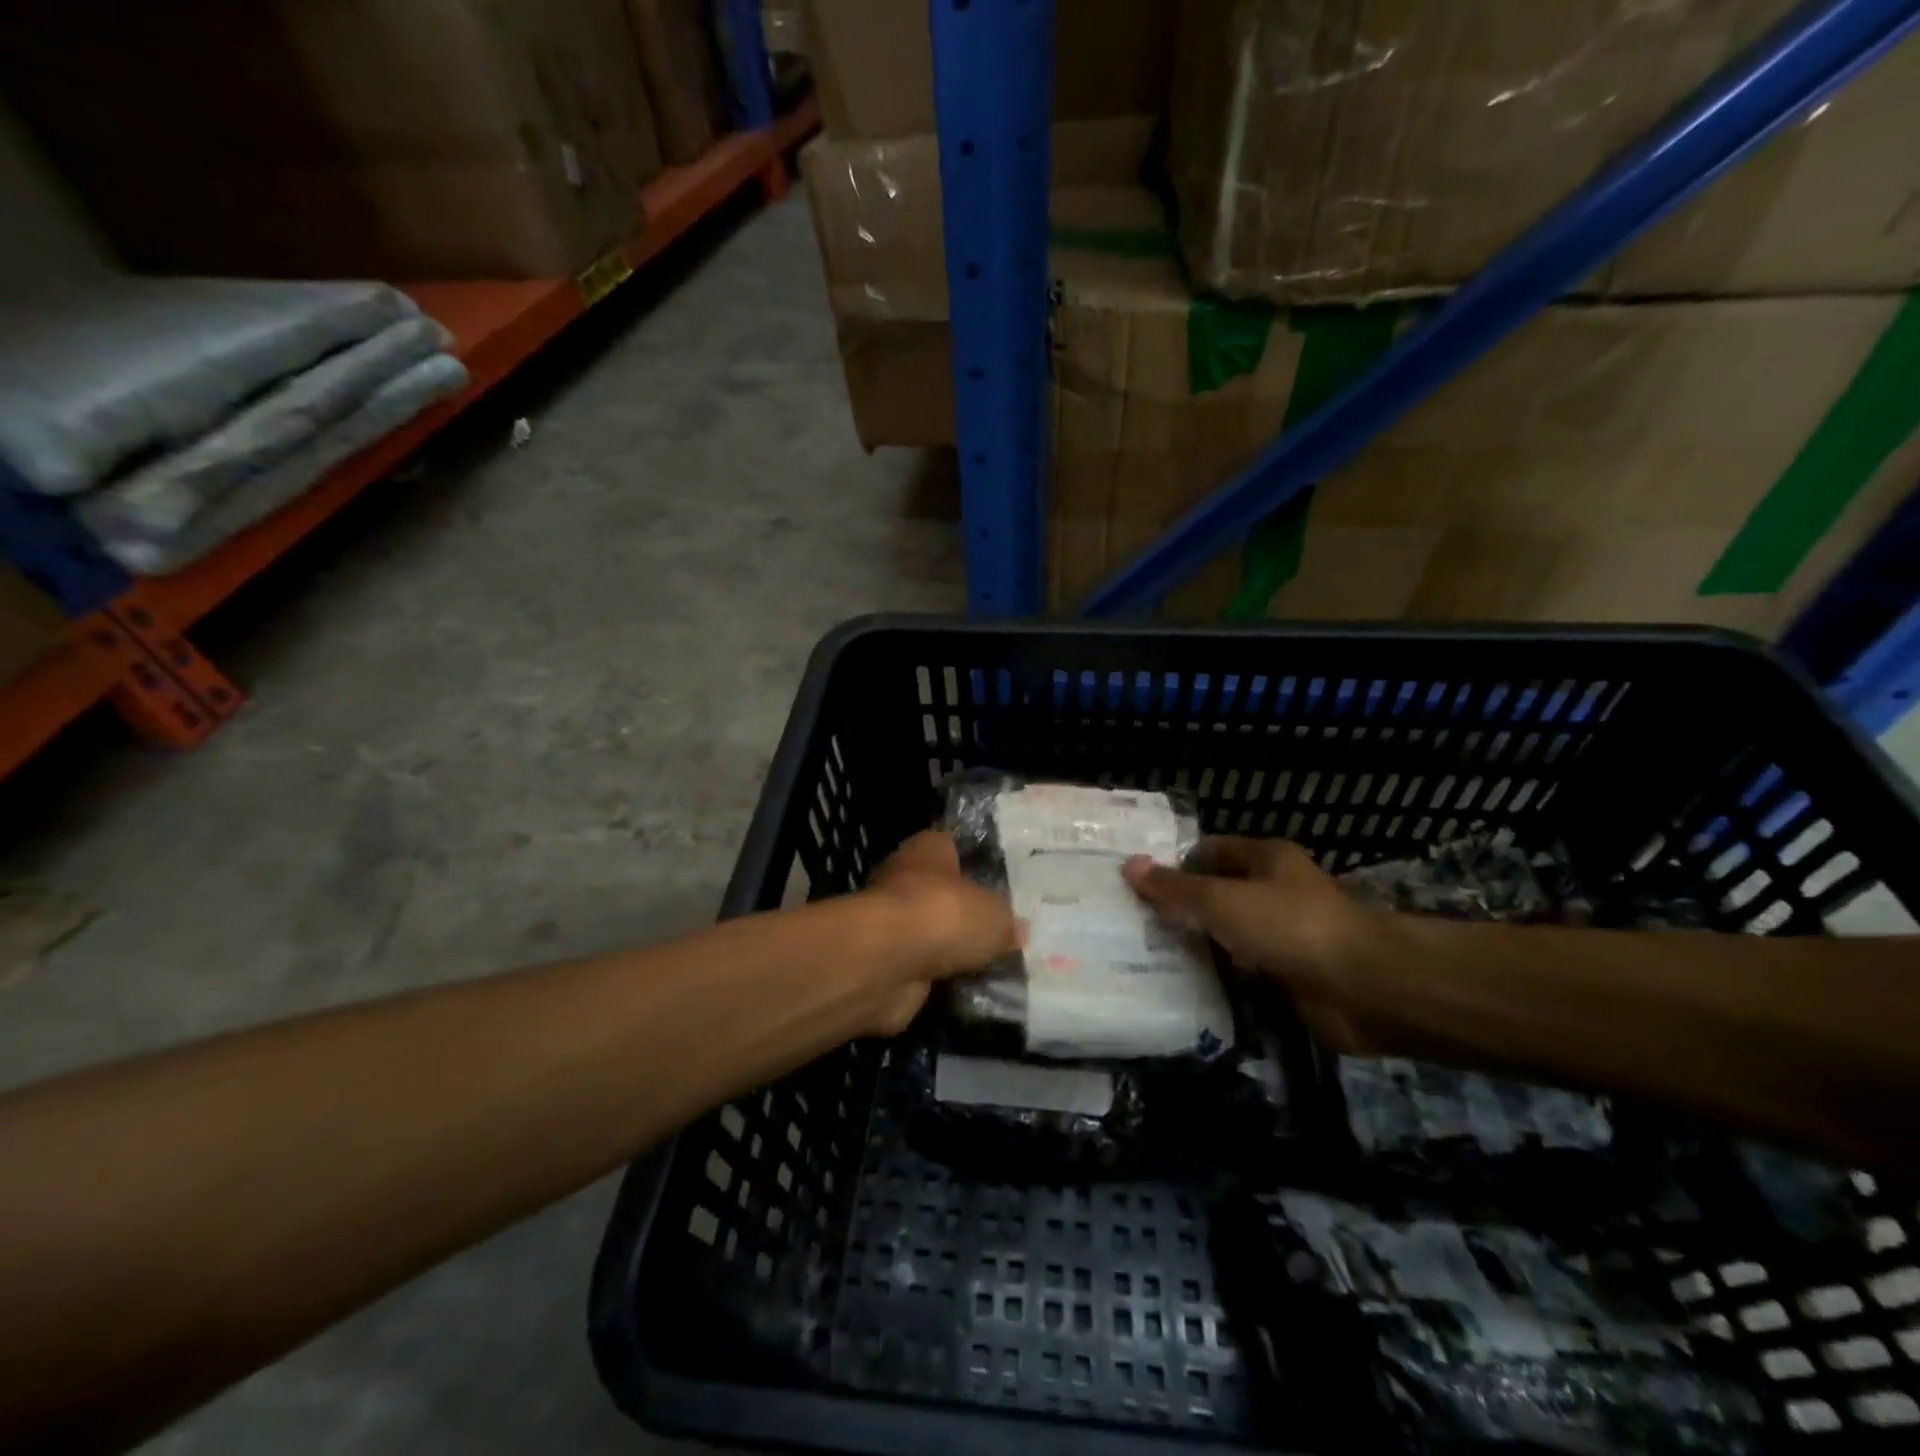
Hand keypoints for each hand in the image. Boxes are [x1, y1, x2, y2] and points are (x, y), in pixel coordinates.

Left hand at [858, 830, 1019, 1033]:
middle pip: (944, 893)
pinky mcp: (886, 962)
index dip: (978, 862)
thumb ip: (1007, 922)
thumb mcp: (996, 915)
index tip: (1006, 880)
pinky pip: (924, 969)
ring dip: (954, 950)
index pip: (954, 846)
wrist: (887, 963)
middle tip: (1008, 929)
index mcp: (928, 849)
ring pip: (933, 934)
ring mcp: (892, 923)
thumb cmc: (943, 914)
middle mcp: (905, 879)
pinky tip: (972, 989)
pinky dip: (942, 979)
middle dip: (969, 912)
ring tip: (997, 965)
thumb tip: (1016, 931)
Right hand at [1122, 836, 1382, 1052]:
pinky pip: (1246, 970)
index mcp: (1267, 859)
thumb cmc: (1290, 926)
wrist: (1365, 988)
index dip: (1176, 863)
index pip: (1211, 850)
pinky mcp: (1292, 975)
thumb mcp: (1222, 900)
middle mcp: (1277, 891)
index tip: (1137, 884)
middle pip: (1220, 892)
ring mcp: (1286, 935)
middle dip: (1183, 906)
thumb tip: (1129, 866)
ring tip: (1148, 954)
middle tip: (1134, 922)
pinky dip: (1222, 975)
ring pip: (1231, 933)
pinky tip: (1188, 984)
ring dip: (1201, 943)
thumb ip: (1176, 888)